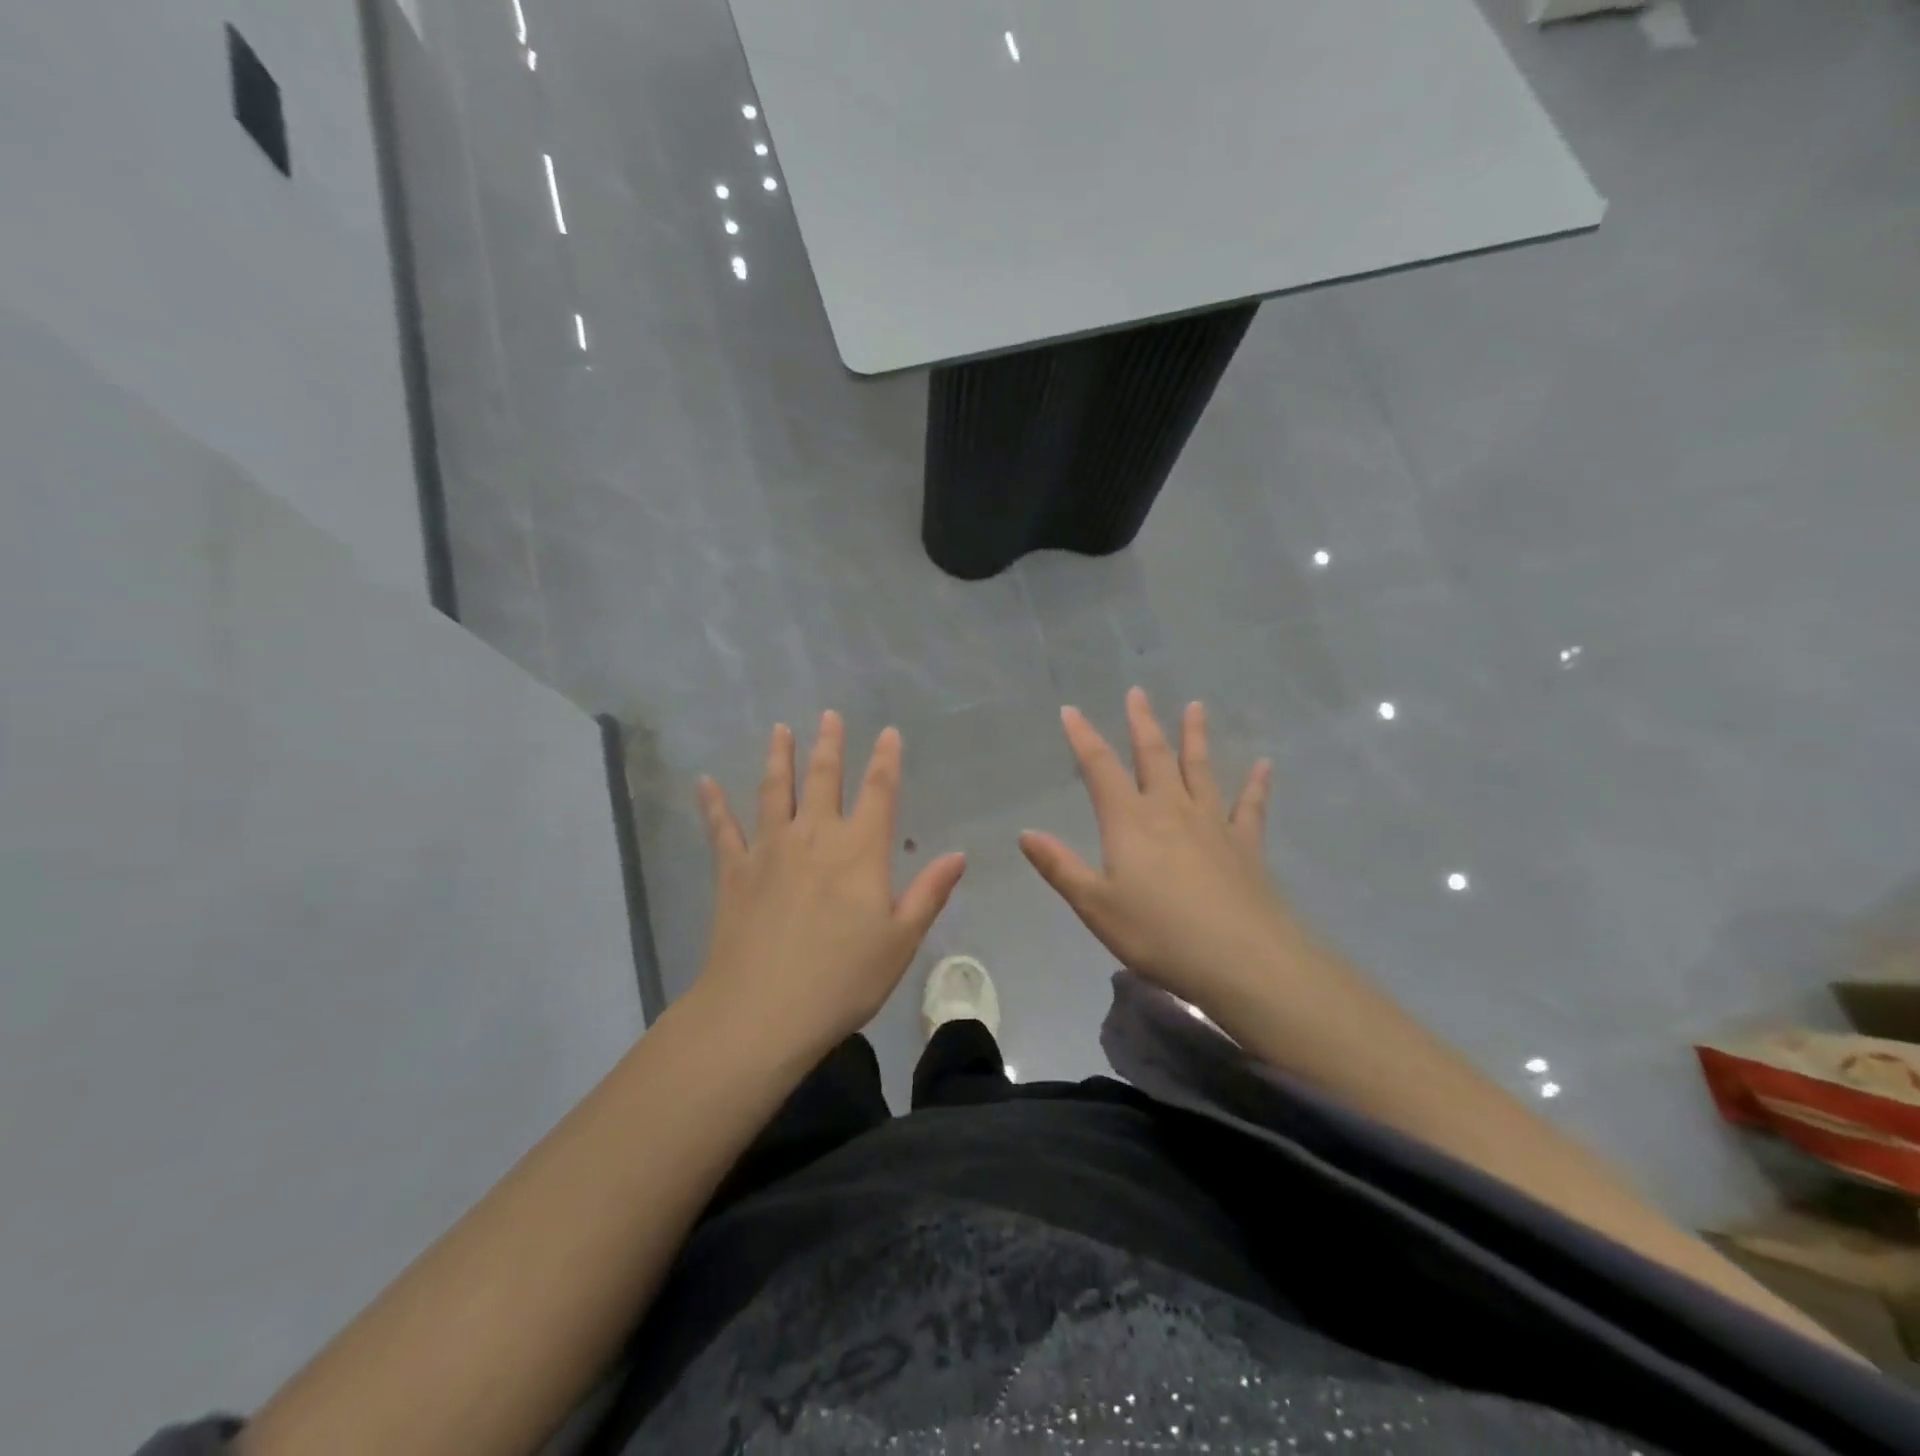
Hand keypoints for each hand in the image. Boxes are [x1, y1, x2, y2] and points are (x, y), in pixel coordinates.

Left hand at [691, 712, 965, 1059]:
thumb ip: (928, 892)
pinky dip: (713, 804)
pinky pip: (722, 829)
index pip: (878, 791)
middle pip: (823, 778)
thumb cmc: (843, 978)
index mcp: (860, 850)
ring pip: (774, 791)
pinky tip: (705, 782)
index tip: (888, 732)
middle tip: (829, 715)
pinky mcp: (734, 871)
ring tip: (779, 730)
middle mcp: (814, 836)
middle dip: (829, 745)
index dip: (885, 759)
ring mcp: (769, 849)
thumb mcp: (901, 940)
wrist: (763, 1011)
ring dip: (778, 758)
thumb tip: (957, 855)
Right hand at [1020, 689, 1299, 1009]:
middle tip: (1137, 693)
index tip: (1071, 711)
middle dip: (1141, 723)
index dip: (1083, 738)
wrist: (1241, 958)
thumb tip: (1026, 833)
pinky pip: (1250, 805)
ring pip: (1201, 769)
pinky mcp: (1246, 844)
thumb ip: (1060, 867)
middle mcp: (1170, 809)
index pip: (1100, 768)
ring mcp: (1213, 823)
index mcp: (1130, 821)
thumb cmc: (1157, 933)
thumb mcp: (1095, 905)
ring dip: (1195, 736)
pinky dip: (1256, 784)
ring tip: (1196, 707)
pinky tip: (1264, 765)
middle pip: (1153, 756)